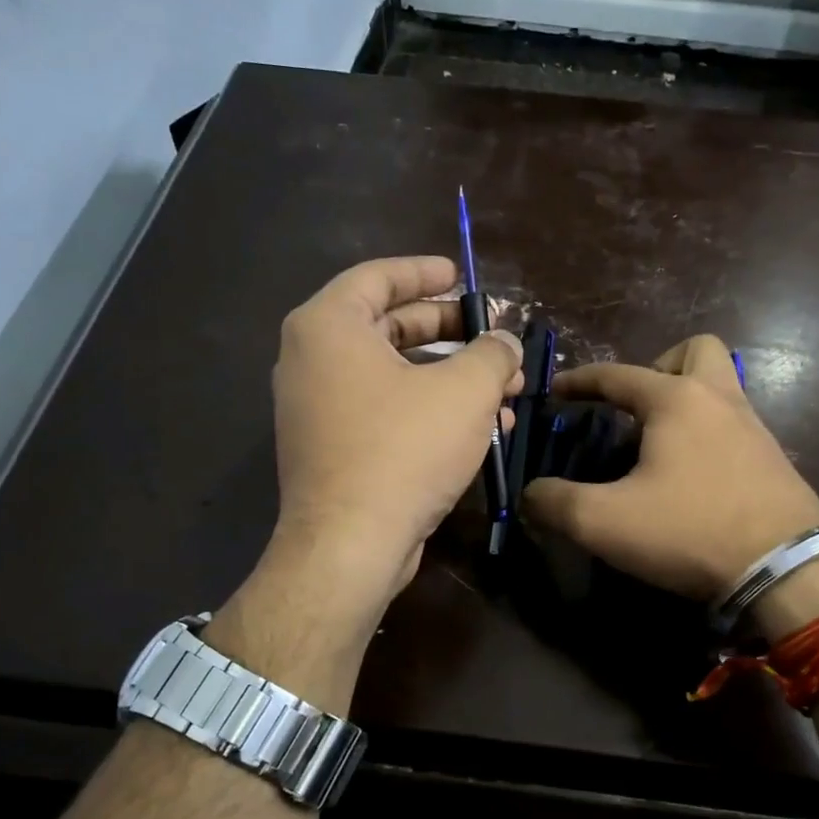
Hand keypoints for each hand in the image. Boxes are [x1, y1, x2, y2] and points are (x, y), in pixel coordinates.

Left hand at [269, 256, 521, 598]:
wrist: (351, 545)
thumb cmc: (404, 449)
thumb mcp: (464, 391)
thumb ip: (492, 353)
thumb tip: (506, 344)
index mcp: (329, 328)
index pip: (377, 278)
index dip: (424, 273)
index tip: (461, 276)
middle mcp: (312, 361)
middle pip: (388, 327)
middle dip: (450, 333)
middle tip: (491, 337)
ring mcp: (318, 409)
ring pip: (393, 376)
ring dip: (450, 379)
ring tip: (504, 390)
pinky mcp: (333, 449)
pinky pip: (385, 412)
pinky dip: (429, 411)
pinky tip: (482, 429)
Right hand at [521, 335, 818, 601]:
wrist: (786, 570)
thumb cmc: (689, 530)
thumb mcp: (603, 521)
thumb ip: (555, 502)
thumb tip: (531, 495)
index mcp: (675, 399)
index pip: (616, 375)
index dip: (580, 381)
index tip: (556, 392)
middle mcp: (719, 399)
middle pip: (695, 351)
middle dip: (658, 367)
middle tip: (635, 408)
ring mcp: (754, 428)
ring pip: (721, 388)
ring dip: (686, 401)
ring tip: (657, 445)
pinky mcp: (774, 460)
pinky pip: (734, 425)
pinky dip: (708, 434)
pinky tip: (691, 476)